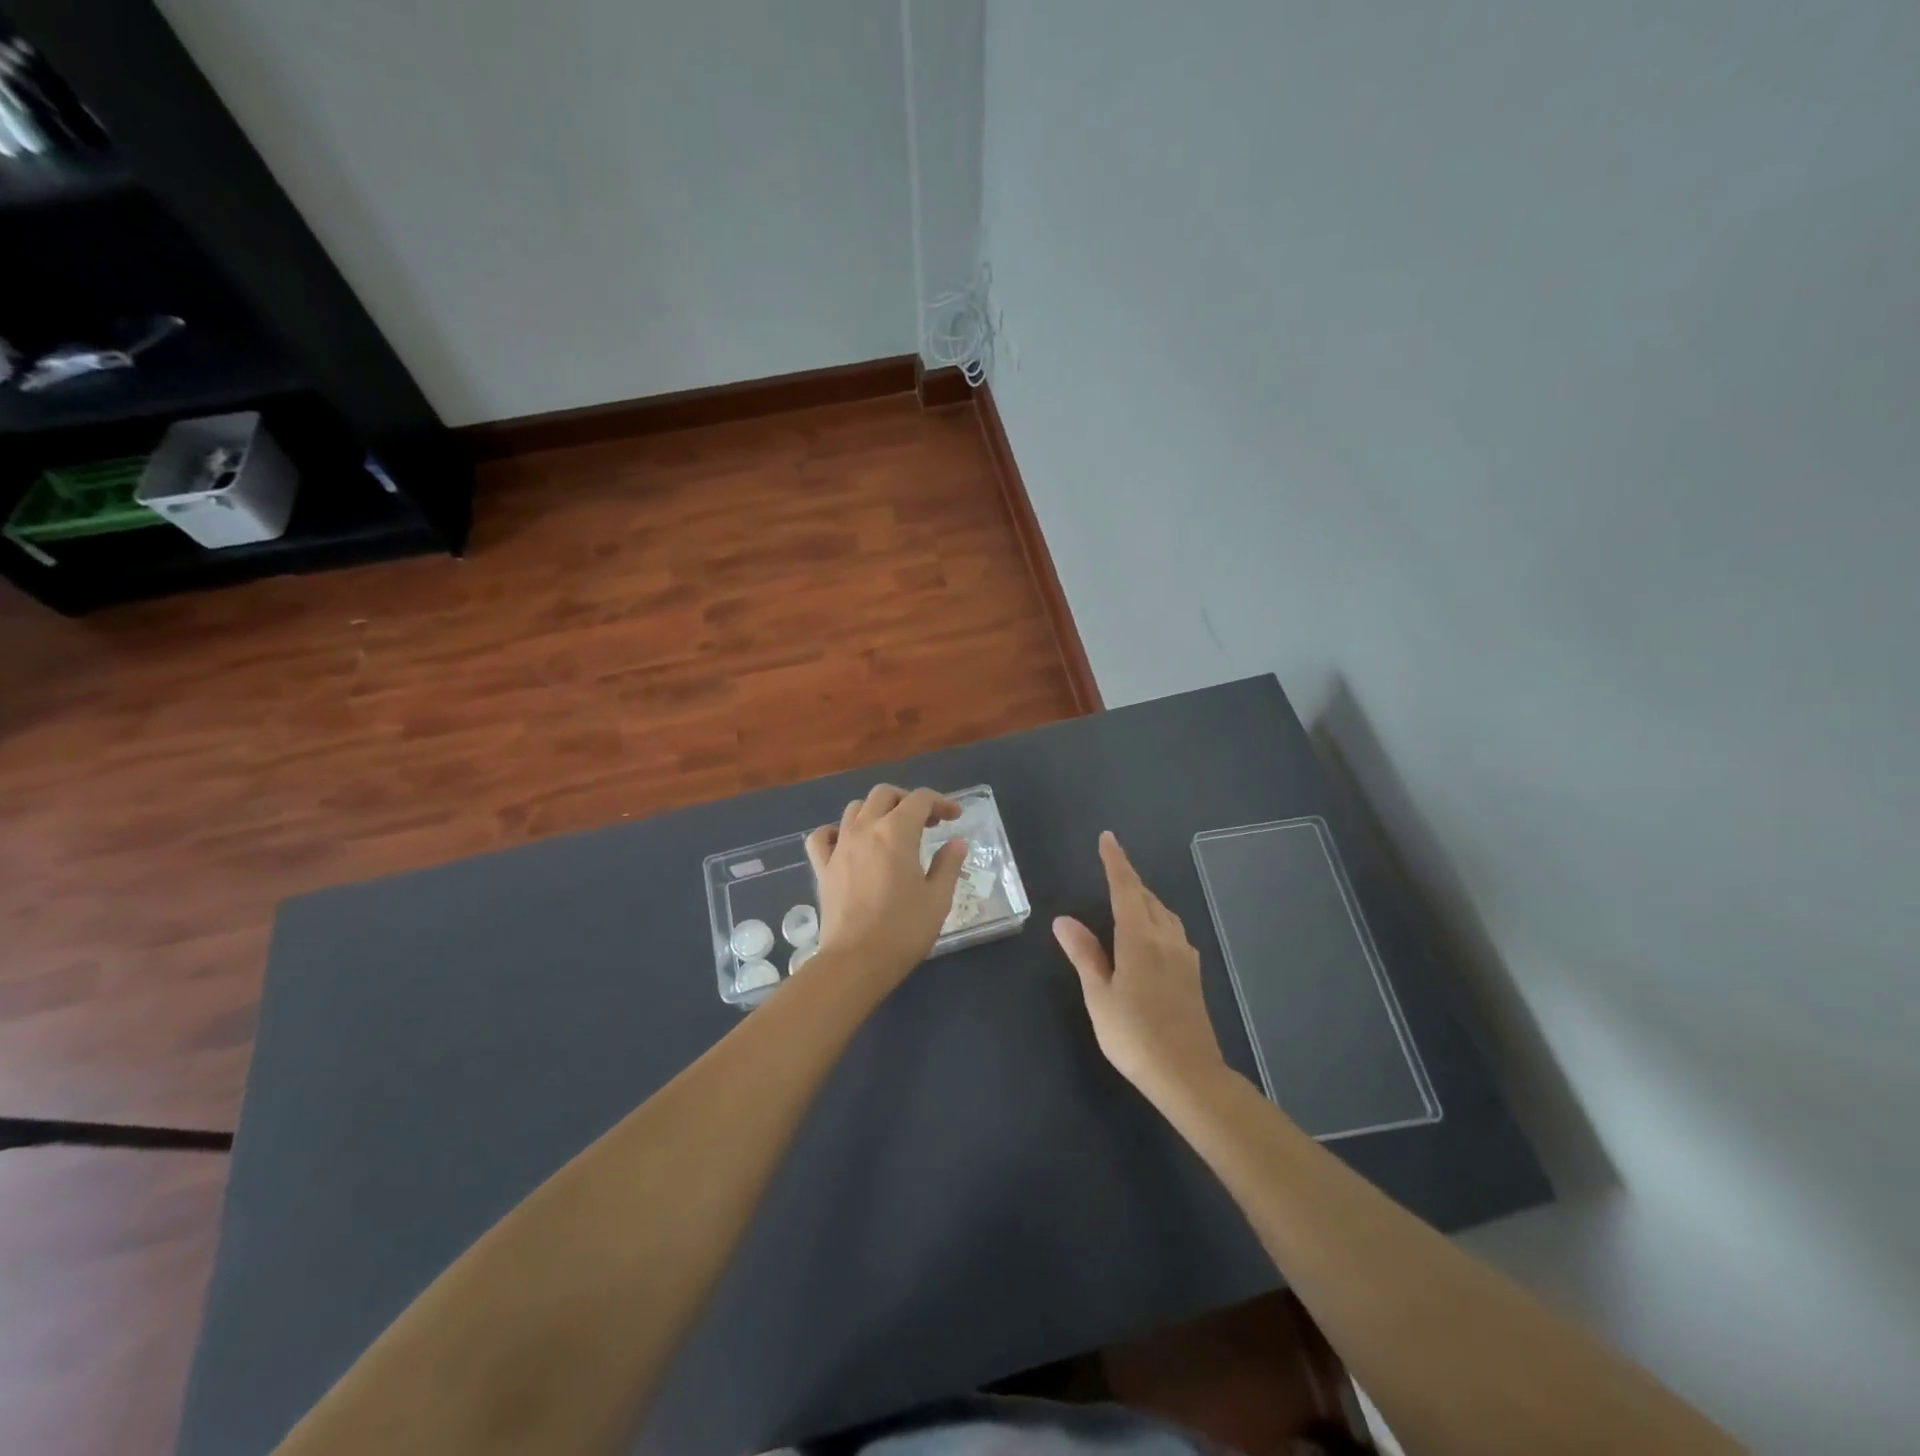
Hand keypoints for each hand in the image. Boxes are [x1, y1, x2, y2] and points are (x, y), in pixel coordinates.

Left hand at [805, 785, 967, 987]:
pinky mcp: (822, 867)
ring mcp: (839, 846)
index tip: (955, 817)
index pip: (920, 799)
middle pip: (884, 794)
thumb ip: (948, 864)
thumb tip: (956, 842)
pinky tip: (848, 843)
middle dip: (908, 800)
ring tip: (892, 832)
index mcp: (897, 832)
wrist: (857, 961)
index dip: (942, 802)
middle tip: (927, 822)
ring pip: (855, 809)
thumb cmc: (904, 929)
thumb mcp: (938, 898)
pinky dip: (836, 832)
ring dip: (877, 812)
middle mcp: (865, 829)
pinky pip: (823, 836)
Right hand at [1053, 831, 1226, 1100]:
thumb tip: (1063, 920)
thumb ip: (1084, 954)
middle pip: (1148, 897)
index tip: (1107, 838)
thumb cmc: (1135, 1036)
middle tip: (1111, 869)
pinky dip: (1158, 920)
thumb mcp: (1100, 996)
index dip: (1116, 861)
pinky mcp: (1193, 974)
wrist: (1189, 1075)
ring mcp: (1184, 956)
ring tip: (1128, 899)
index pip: (1126, 888)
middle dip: (1129, 879)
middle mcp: (1166, 938)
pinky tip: (1151, 937)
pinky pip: (1174, 932)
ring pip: (1165, 914)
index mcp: (1140, 938)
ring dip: (1146, 899)